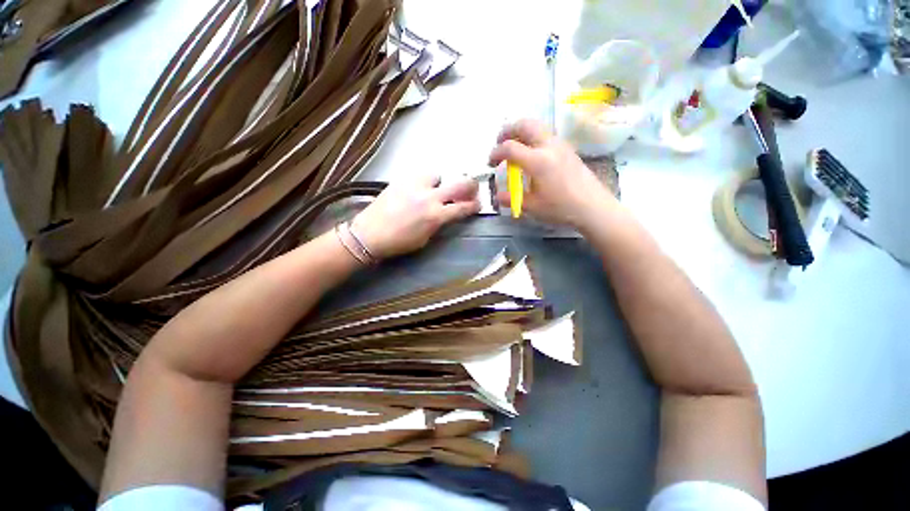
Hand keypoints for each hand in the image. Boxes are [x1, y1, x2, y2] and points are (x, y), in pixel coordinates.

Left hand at [351, 174, 480, 258]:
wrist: (369, 234)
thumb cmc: (399, 243)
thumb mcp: (425, 239)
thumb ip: (438, 224)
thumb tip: (446, 214)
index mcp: (436, 216)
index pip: (463, 207)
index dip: (474, 205)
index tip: (478, 204)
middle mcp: (430, 197)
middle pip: (459, 184)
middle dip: (470, 186)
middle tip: (471, 189)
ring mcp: (415, 185)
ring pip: (438, 175)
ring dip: (441, 182)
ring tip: (435, 190)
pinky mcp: (402, 180)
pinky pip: (420, 175)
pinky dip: (424, 181)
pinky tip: (419, 189)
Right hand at [488, 119, 615, 228]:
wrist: (593, 207)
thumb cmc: (561, 208)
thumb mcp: (532, 207)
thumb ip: (511, 198)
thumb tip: (498, 195)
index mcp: (537, 161)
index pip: (510, 148)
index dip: (496, 153)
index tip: (490, 163)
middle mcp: (549, 146)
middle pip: (525, 124)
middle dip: (508, 131)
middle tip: (500, 143)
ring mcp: (560, 145)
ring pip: (537, 126)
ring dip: (521, 132)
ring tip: (514, 149)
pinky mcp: (567, 149)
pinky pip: (546, 135)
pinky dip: (533, 138)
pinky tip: (532, 155)